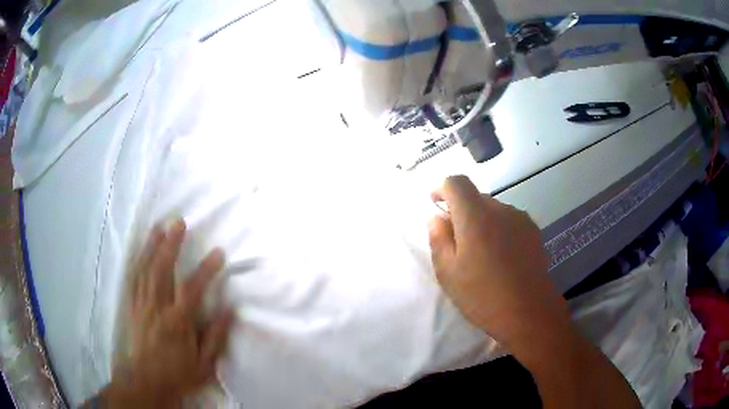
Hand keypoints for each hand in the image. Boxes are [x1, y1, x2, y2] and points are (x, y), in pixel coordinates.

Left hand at [105, 220, 233, 407]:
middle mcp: (157, 308)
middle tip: (178, 222)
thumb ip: (216, 337)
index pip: (192, 289)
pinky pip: (133, 279)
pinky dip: (137, 261)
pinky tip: (141, 251)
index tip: (218, 253)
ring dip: (152, 246)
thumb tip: (229, 310)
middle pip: (162, 270)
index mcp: (177, 322)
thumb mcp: (204, 364)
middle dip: (171, 244)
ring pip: (145, 270)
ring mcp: (141, 305)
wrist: (147, 381)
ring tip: (159, 228)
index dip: (205, 269)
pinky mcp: (131, 307)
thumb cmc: (178, 374)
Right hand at [428, 175, 570, 347]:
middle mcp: (500, 209)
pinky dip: (498, 230)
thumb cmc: (483, 295)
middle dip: (461, 211)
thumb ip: (438, 238)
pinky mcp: (533, 232)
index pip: (456, 183)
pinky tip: (501, 258)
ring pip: (493, 211)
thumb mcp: (448, 272)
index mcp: (475, 215)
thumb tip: (436, 217)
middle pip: (475, 197)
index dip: (442, 188)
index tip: (435, 203)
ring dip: (481, 222)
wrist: (530, 312)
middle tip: (456, 241)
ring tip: (481, 254)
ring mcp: (520, 219)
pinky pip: (509, 222)